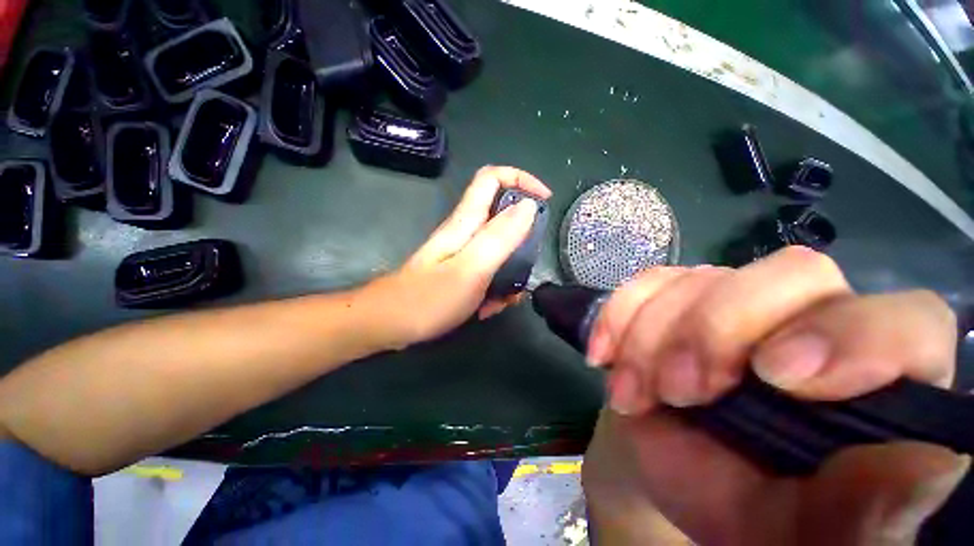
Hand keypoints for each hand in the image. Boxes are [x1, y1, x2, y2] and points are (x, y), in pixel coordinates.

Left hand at [365, 166, 550, 349]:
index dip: (521, 180)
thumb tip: (528, 206)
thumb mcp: (471, 268)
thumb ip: (500, 237)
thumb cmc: (429, 298)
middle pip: (503, 217)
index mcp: (467, 222)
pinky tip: (488, 309)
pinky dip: (496, 289)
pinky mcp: (462, 271)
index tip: (544, 201)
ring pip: (500, 250)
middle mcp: (466, 232)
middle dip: (522, 240)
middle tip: (526, 267)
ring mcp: (464, 253)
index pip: (493, 178)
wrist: (390, 324)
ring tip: (504, 300)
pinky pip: (490, 272)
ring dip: (511, 273)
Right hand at [582, 247, 966, 544]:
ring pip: (699, 279)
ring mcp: (736, 302)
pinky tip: (605, 356)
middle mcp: (813, 322)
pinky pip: (645, 283)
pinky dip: (618, 316)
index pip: (906, 321)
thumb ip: (866, 517)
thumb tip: (924, 473)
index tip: (775, 376)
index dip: (852, 336)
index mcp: (877, 382)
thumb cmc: (750, 512)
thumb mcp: (805, 533)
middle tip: (680, 389)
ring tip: (634, 392)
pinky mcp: (677, 299)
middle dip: (717, 329)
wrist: (674, 470)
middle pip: (790, 274)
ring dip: (652, 335)